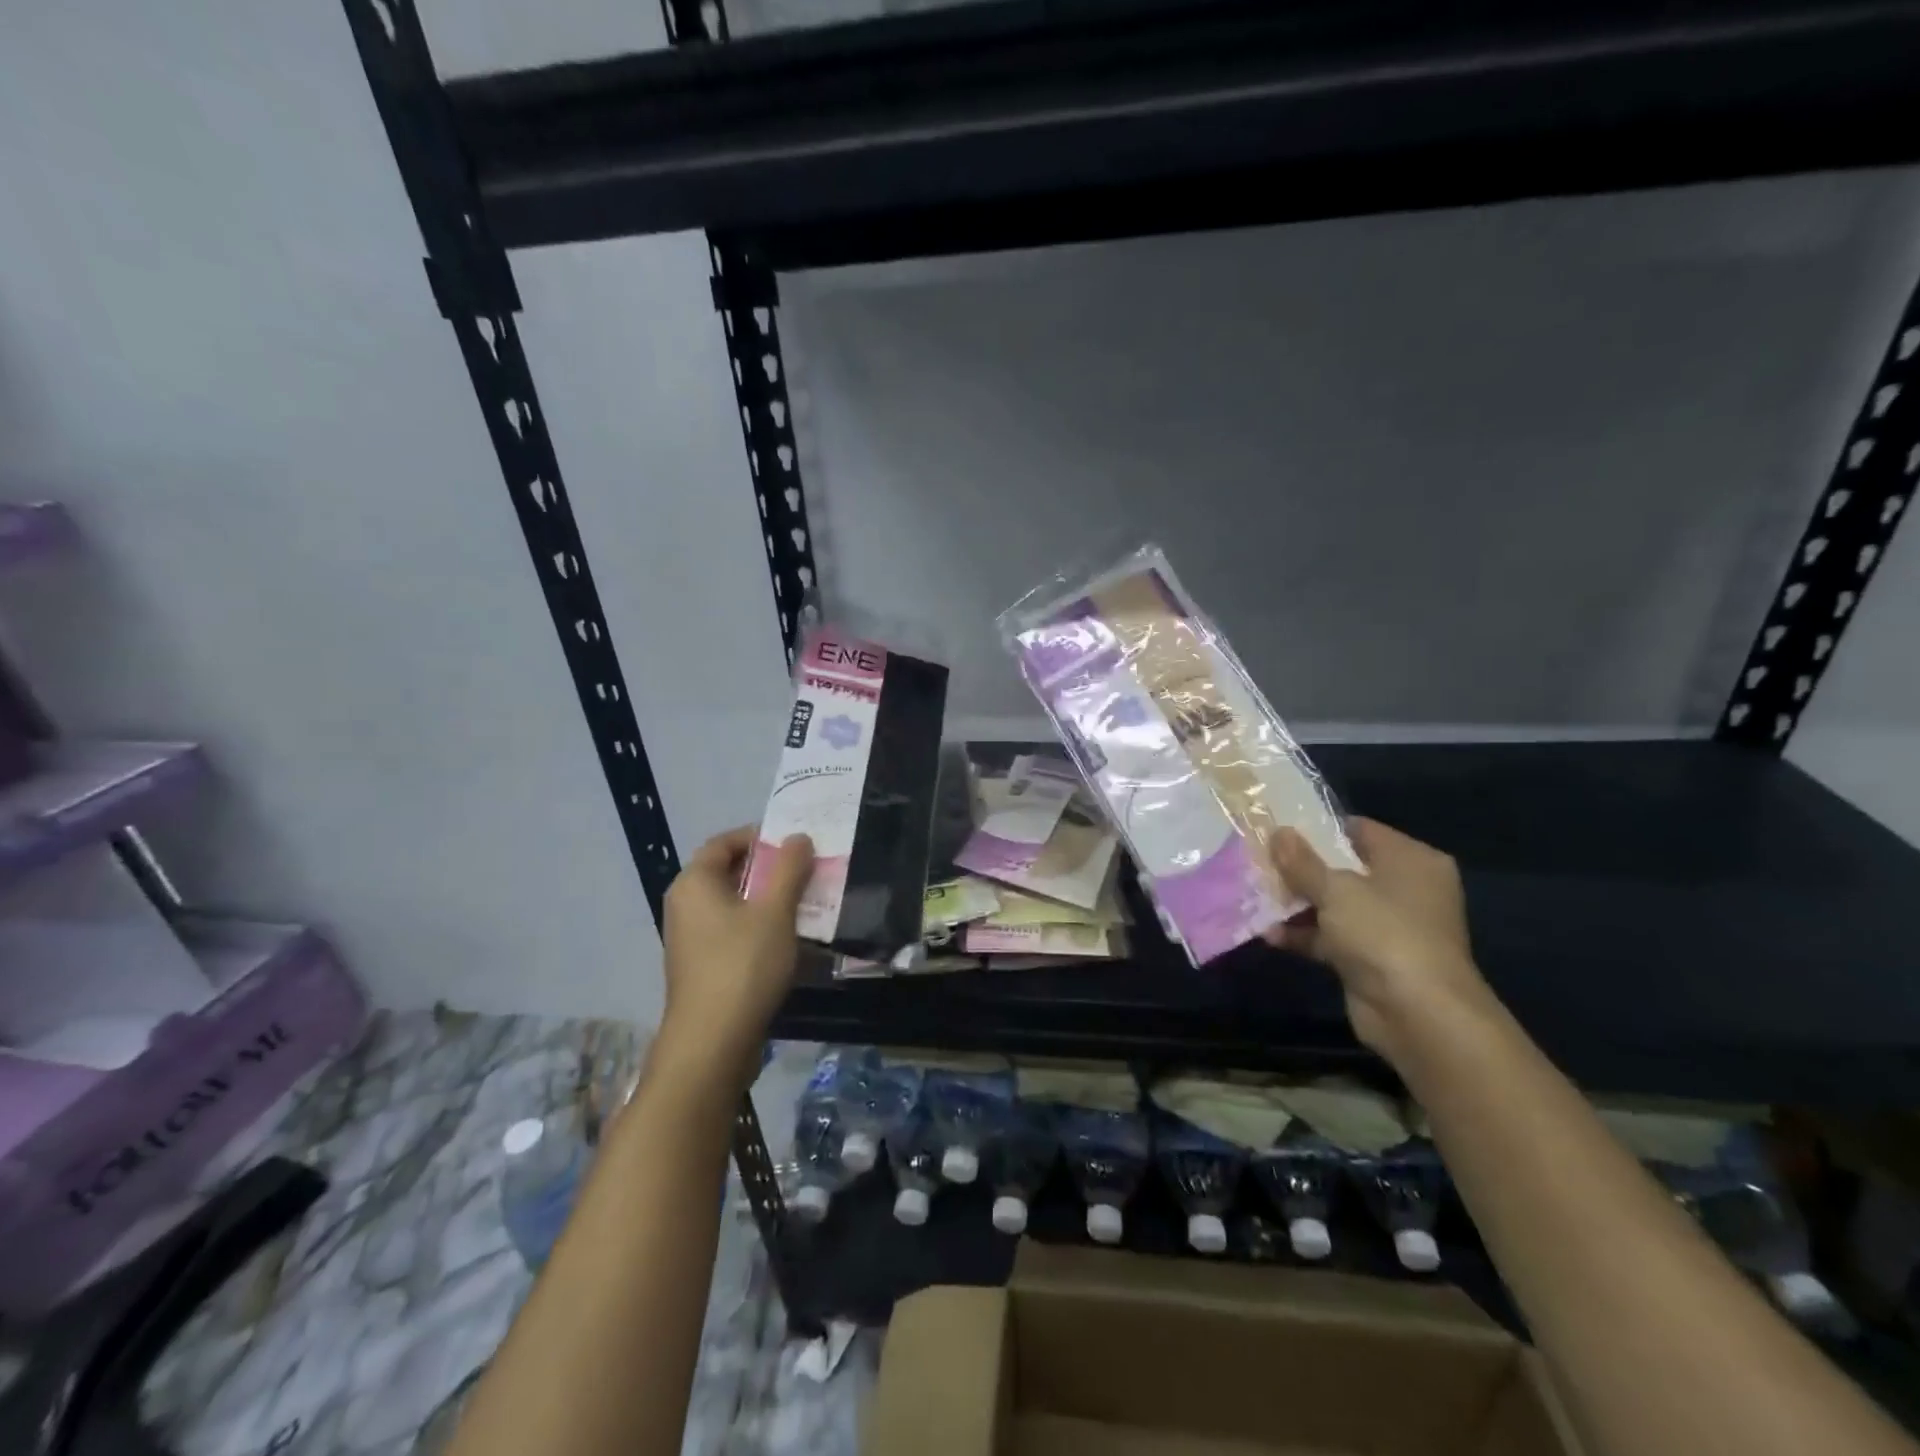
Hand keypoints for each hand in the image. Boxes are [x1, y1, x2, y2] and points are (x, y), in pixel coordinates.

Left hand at [659, 826, 813, 1082]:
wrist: (712, 1043)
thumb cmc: (743, 965)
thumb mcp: (775, 911)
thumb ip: (789, 869)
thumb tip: (798, 837)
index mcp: (694, 883)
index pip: (724, 842)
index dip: (759, 837)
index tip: (795, 844)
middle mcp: (685, 905)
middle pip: (728, 871)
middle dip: (769, 868)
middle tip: (807, 870)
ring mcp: (690, 938)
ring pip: (733, 904)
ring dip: (768, 899)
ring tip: (806, 902)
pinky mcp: (701, 965)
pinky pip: (732, 930)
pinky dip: (759, 925)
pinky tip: (789, 938)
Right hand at [1265, 818, 1495, 1067]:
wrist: (1418, 1014)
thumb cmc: (1383, 932)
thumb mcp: (1335, 889)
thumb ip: (1301, 861)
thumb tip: (1278, 832)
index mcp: (1410, 860)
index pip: (1359, 830)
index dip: (1317, 828)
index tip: (1277, 830)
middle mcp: (1405, 889)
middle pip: (1343, 868)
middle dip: (1300, 868)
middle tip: (1259, 860)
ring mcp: (1389, 926)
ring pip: (1334, 905)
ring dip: (1296, 903)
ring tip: (1254, 894)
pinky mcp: (1372, 959)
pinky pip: (1331, 937)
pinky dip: (1304, 935)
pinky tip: (1268, 934)